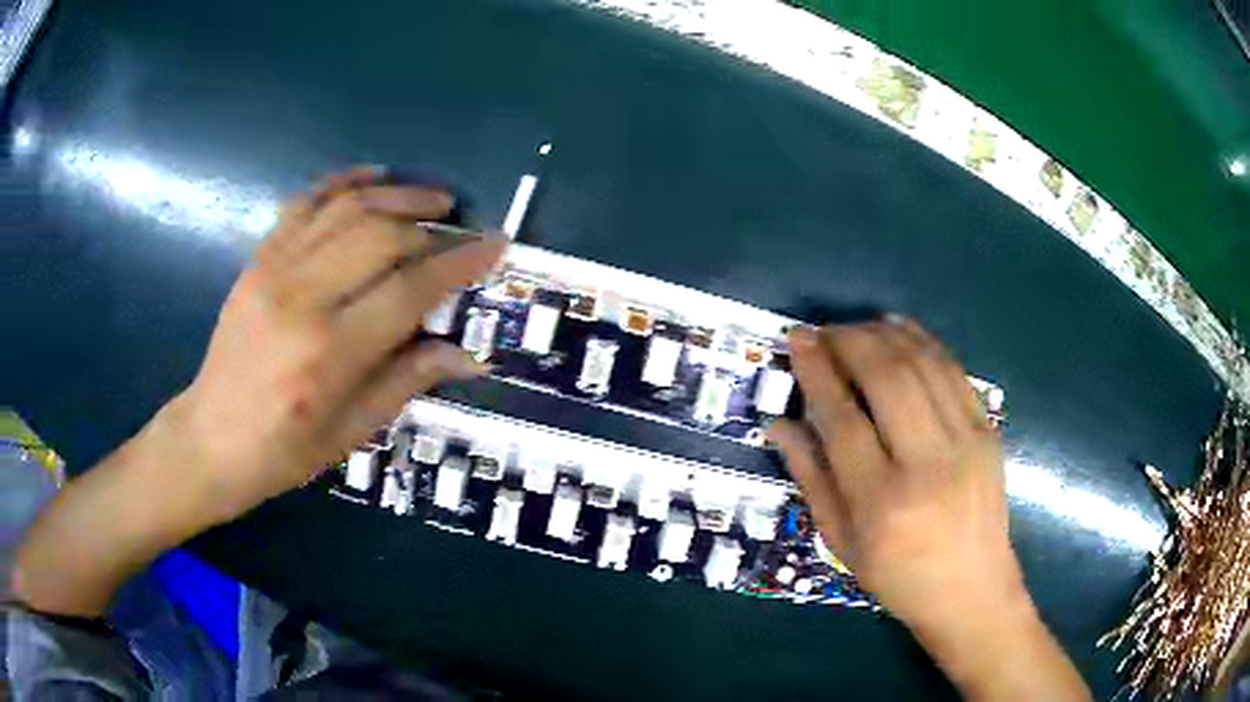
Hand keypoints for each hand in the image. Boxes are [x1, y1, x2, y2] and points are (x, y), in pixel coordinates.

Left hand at [167, 167, 506, 520]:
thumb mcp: (352, 432)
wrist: (211, 438)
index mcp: (330, 354)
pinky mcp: (258, 260)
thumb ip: (408, 381)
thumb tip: (469, 355)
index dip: (459, 263)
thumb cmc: (284, 451)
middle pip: (381, 236)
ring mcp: (274, 271)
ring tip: (433, 198)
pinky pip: (304, 203)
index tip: (495, 244)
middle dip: (430, 227)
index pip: (410, 290)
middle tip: (459, 231)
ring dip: (397, 194)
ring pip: (347, 209)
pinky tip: (375, 176)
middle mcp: (302, 299)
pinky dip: (343, 182)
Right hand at [768, 320, 1015, 624]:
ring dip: (884, 335)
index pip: (842, 419)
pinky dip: (923, 341)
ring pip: (922, 365)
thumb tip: (777, 424)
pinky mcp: (987, 431)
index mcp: (882, 503)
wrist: (971, 588)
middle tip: (825, 331)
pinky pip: (953, 370)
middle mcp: (927, 465)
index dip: (816, 372)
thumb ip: (810, 477)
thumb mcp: (841, 541)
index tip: (798, 340)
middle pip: (887, 378)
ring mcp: (965, 442)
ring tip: (856, 328)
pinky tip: (900, 329)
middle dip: (850, 340)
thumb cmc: (898, 575)